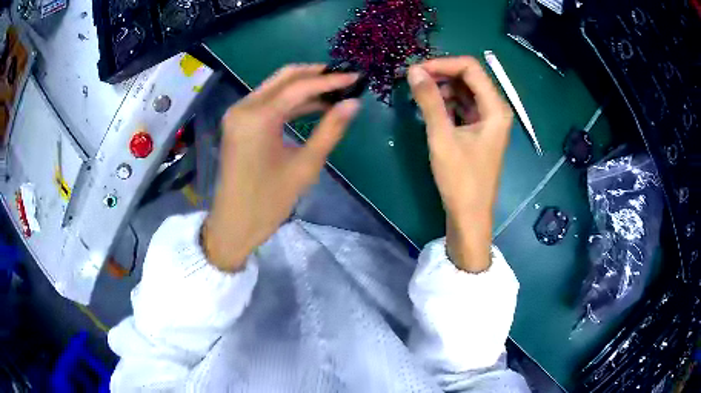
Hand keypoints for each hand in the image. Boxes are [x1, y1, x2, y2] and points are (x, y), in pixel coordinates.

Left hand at [204, 65, 360, 270]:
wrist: (234, 224)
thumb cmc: (269, 201)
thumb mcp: (305, 166)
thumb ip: (330, 130)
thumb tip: (354, 103)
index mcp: (257, 117)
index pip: (299, 87)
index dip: (330, 81)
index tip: (356, 77)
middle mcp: (243, 107)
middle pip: (284, 77)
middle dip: (316, 74)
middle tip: (345, 78)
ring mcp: (238, 113)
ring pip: (276, 87)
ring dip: (304, 86)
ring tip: (335, 91)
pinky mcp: (238, 122)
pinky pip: (268, 101)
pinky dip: (290, 100)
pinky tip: (314, 105)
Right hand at [408, 57, 512, 271]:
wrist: (469, 216)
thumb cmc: (460, 179)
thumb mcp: (442, 137)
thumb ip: (429, 100)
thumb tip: (413, 70)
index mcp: (495, 108)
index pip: (470, 69)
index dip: (443, 64)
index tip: (416, 71)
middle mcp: (496, 110)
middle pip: (469, 78)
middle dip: (441, 74)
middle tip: (413, 80)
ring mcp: (488, 121)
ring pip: (464, 92)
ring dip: (442, 89)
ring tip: (418, 95)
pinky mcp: (479, 131)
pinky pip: (463, 107)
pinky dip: (446, 104)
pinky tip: (429, 109)